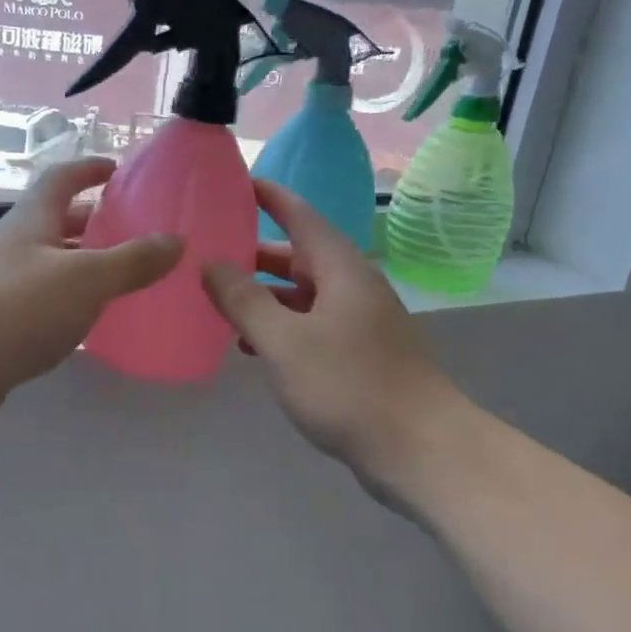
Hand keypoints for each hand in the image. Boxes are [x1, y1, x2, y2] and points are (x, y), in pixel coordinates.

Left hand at [0, 158, 181, 436]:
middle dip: (94, 221)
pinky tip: (94, 322)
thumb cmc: (17, 308)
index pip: (61, 179)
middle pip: (57, 222)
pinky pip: (45, 303)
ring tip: (127, 276)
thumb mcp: (85, 279)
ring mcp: (4, 286)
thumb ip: (132, 261)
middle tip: (136, 230)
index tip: (117, 169)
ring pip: (52, 266)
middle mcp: (15, 247)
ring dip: (85, 265)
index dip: (88, 169)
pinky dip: (72, 304)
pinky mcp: (1, 325)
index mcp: (31, 221)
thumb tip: (176, 241)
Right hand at [201, 180, 465, 479]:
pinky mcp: (360, 356)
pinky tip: (251, 346)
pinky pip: (311, 326)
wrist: (420, 450)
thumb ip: (244, 301)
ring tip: (219, 300)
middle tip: (210, 250)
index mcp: (341, 270)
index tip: (236, 181)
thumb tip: (211, 263)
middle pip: (300, 257)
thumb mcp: (284, 342)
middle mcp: (353, 288)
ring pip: (303, 295)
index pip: (301, 217)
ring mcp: (359, 323)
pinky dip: (280, 327)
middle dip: (255, 253)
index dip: (270, 197)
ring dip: (264, 295)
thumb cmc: (349, 386)